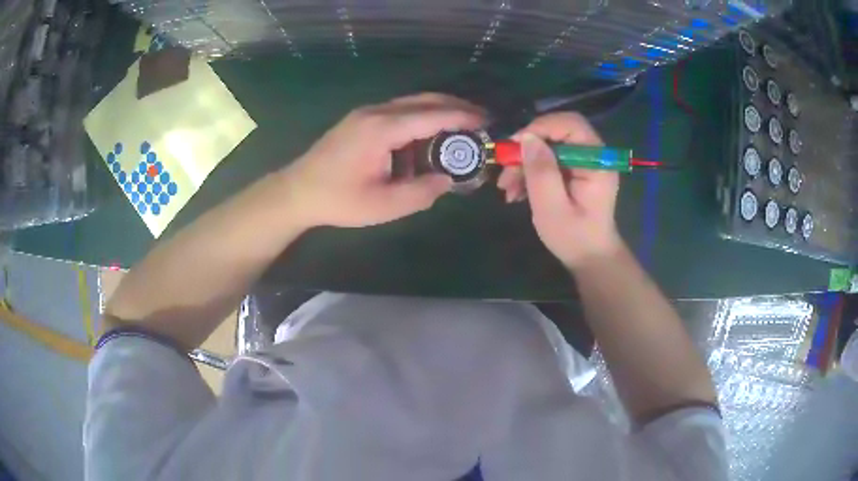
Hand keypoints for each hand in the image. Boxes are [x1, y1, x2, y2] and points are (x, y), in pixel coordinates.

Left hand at [281, 93, 484, 228]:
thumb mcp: (383, 206)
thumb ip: (421, 193)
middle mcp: (376, 112)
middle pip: (424, 100)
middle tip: (480, 121)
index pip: (432, 114)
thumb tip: (447, 180)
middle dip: (456, 107)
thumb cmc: (338, 200)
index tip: (486, 121)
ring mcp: (366, 113)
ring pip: (411, 103)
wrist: (297, 192)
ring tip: (460, 130)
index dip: (463, 116)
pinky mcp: (361, 119)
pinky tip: (426, 139)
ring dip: (438, 112)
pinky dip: (419, 120)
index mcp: (382, 129)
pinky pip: (398, 112)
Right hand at [497, 112, 621, 268]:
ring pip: (549, 147)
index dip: (541, 127)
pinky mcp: (575, 171)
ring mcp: (584, 163)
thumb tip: (527, 138)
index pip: (570, 124)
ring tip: (507, 189)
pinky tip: (517, 191)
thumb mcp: (552, 208)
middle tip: (505, 170)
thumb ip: (541, 171)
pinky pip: (549, 161)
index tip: (515, 146)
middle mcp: (593, 155)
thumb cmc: (574, 237)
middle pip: (556, 133)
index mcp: (596, 161)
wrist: (590, 258)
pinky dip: (531, 172)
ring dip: (524, 163)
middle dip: (528, 149)